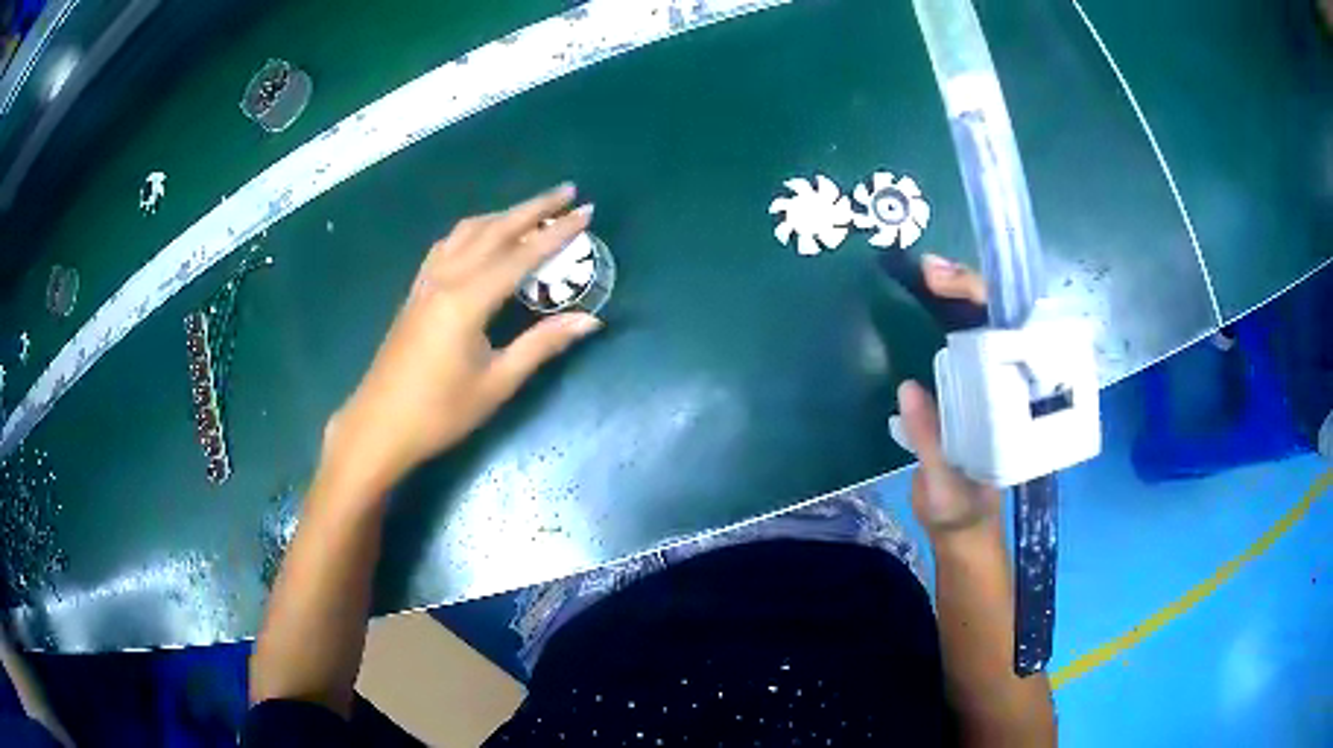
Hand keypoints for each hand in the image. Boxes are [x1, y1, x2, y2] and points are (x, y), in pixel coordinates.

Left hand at [323, 184, 602, 492]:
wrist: (379, 427)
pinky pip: (447, 246)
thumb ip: (542, 345)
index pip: (521, 255)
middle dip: (533, 208)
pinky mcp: (415, 293)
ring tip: (531, 211)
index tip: (587, 212)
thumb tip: (589, 321)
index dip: (557, 233)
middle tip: (566, 191)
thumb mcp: (496, 383)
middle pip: (494, 230)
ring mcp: (425, 283)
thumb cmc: (439, 412)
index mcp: (467, 300)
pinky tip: (481, 237)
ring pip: (466, 232)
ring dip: (502, 215)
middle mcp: (445, 279)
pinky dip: (473, 231)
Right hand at [897, 253, 1000, 538]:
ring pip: (972, 328)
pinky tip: (910, 305)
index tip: (946, 282)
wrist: (958, 526)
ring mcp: (980, 384)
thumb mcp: (948, 487)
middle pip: (993, 321)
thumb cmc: (962, 510)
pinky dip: (929, 323)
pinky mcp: (957, 391)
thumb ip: (932, 443)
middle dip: (965, 287)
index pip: (1009, 337)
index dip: (983, 302)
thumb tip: (908, 387)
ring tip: (919, 274)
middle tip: (927, 269)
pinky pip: (948, 350)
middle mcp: (1002, 385)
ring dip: (947, 298)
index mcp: (1012, 403)